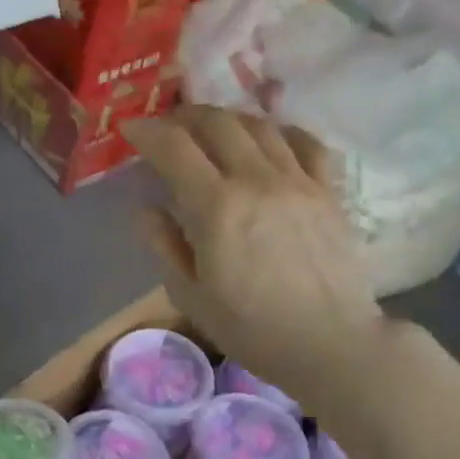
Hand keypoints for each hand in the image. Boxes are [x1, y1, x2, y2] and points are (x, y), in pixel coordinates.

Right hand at [126, 106, 391, 418]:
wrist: (328, 342)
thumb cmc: (250, 328)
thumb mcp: (191, 296)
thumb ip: (165, 245)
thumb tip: (147, 210)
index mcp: (216, 207)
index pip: (175, 148)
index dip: (147, 131)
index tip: (130, 128)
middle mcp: (257, 180)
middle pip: (218, 123)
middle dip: (185, 116)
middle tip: (168, 127)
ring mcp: (299, 180)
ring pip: (260, 125)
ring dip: (227, 118)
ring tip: (211, 130)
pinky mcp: (328, 190)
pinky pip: (305, 142)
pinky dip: (280, 131)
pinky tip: (269, 140)